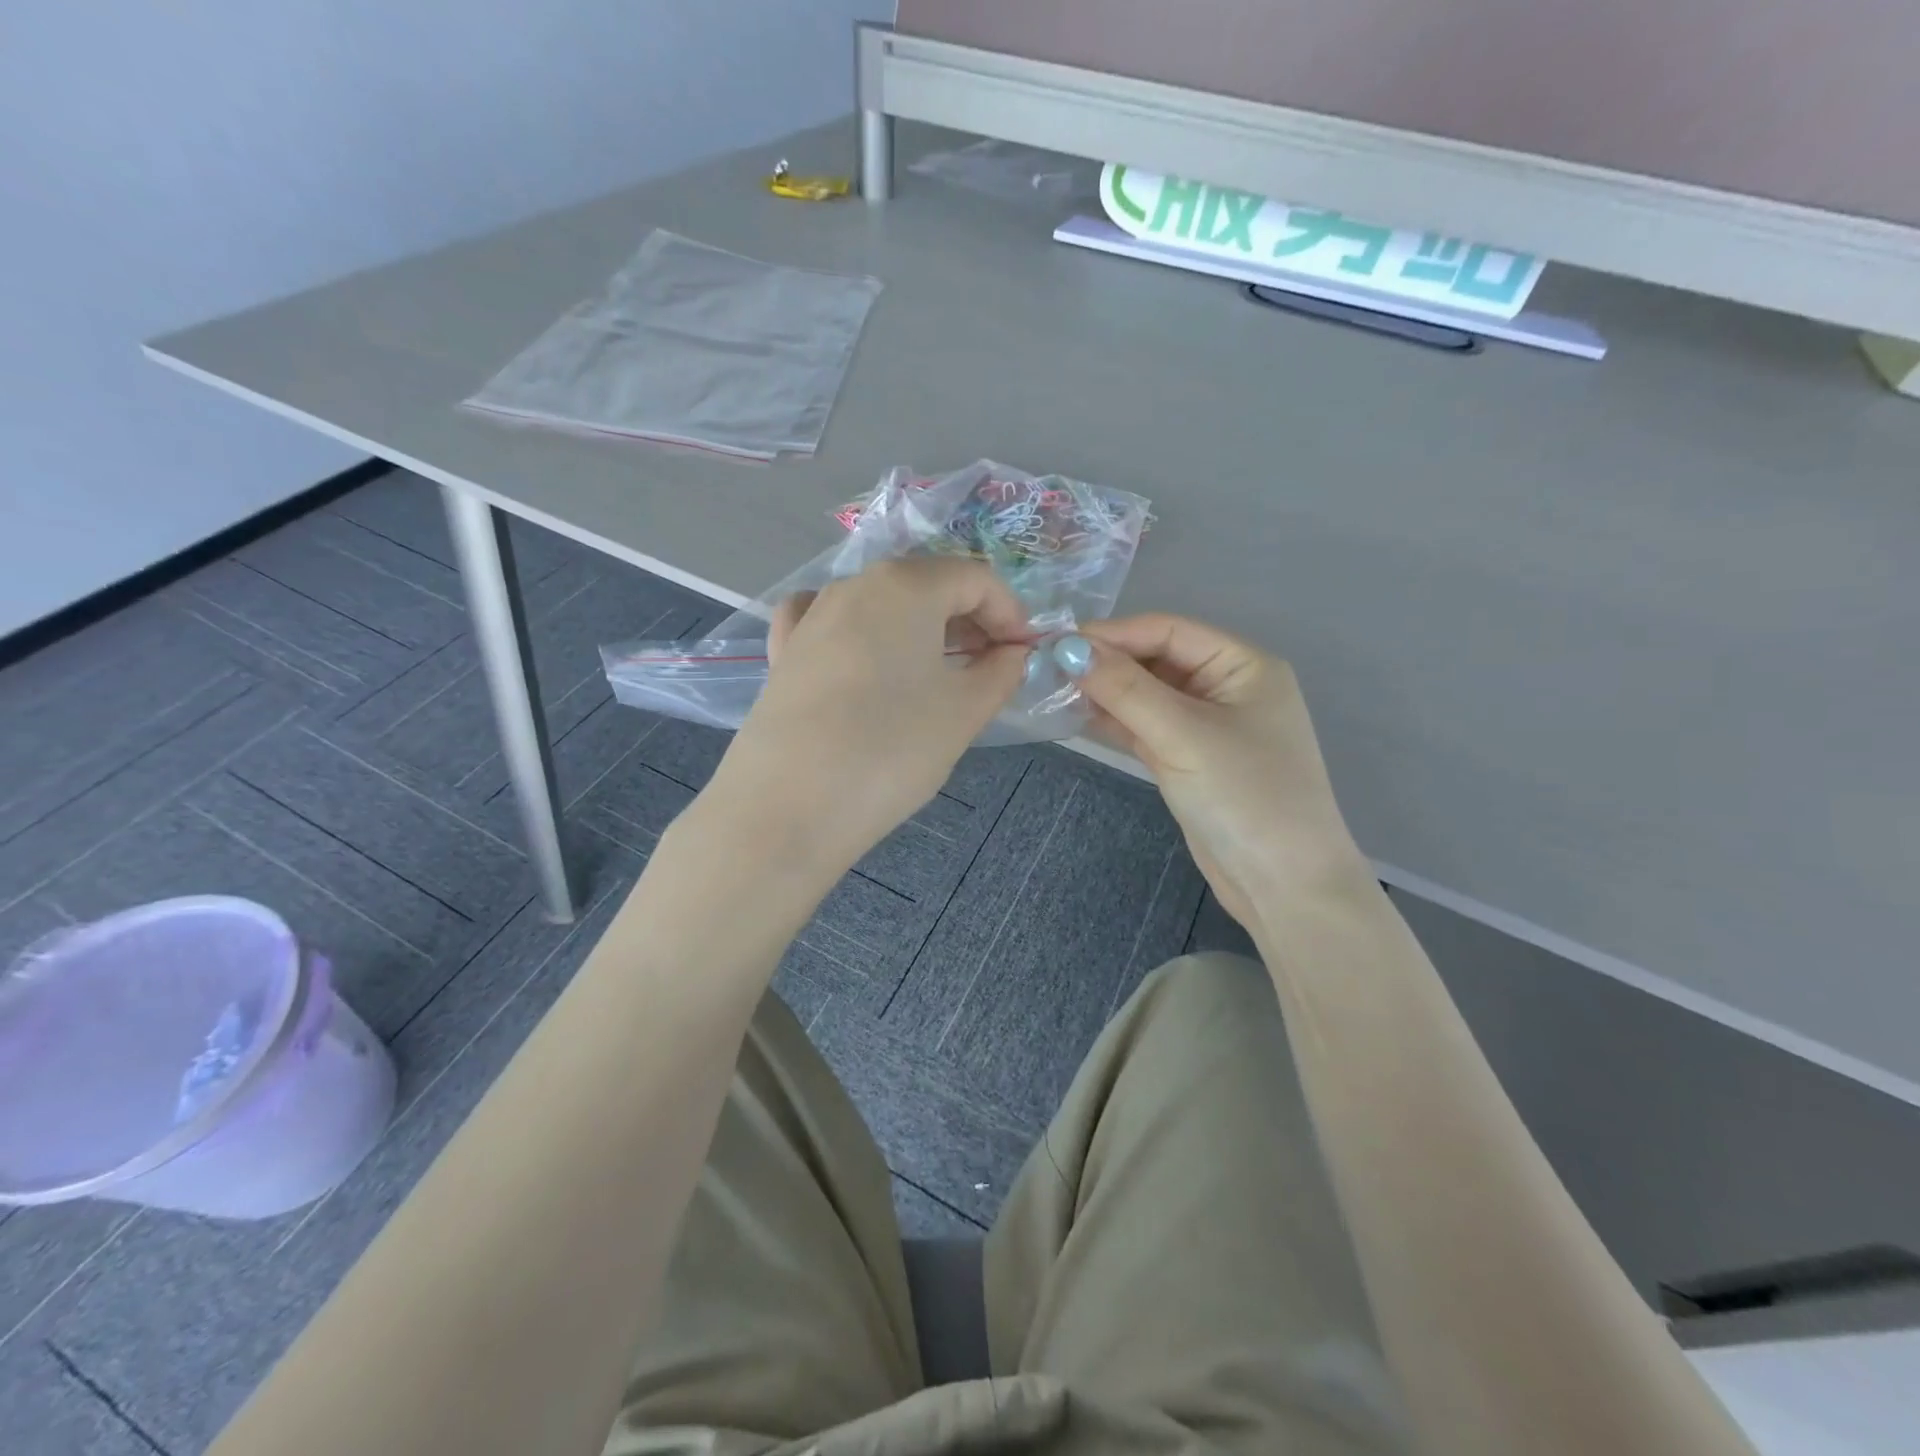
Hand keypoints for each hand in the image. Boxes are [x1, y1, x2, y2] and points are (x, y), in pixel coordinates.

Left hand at [714, 557, 1028, 873]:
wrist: (787, 807)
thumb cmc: (890, 749)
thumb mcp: (964, 712)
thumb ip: (1000, 672)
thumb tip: (1011, 654)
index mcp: (906, 585)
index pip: (975, 578)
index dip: (1010, 613)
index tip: (1023, 655)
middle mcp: (854, 584)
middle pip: (927, 585)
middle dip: (969, 619)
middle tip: (990, 667)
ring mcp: (812, 616)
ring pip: (881, 605)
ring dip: (920, 629)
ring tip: (938, 675)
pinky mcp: (783, 652)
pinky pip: (832, 624)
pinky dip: (862, 635)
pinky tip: (865, 659)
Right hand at [1076, 615, 1367, 927]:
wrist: (1282, 885)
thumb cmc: (1244, 796)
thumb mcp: (1183, 734)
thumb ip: (1125, 689)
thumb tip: (1069, 648)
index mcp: (1243, 665)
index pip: (1169, 630)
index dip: (1114, 633)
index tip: (1058, 643)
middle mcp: (1226, 687)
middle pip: (1156, 659)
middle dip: (1107, 663)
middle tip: (1048, 668)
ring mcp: (1206, 725)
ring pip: (1147, 695)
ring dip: (1106, 692)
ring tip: (1053, 690)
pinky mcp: (1189, 758)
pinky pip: (1146, 726)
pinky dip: (1115, 721)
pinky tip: (1077, 716)